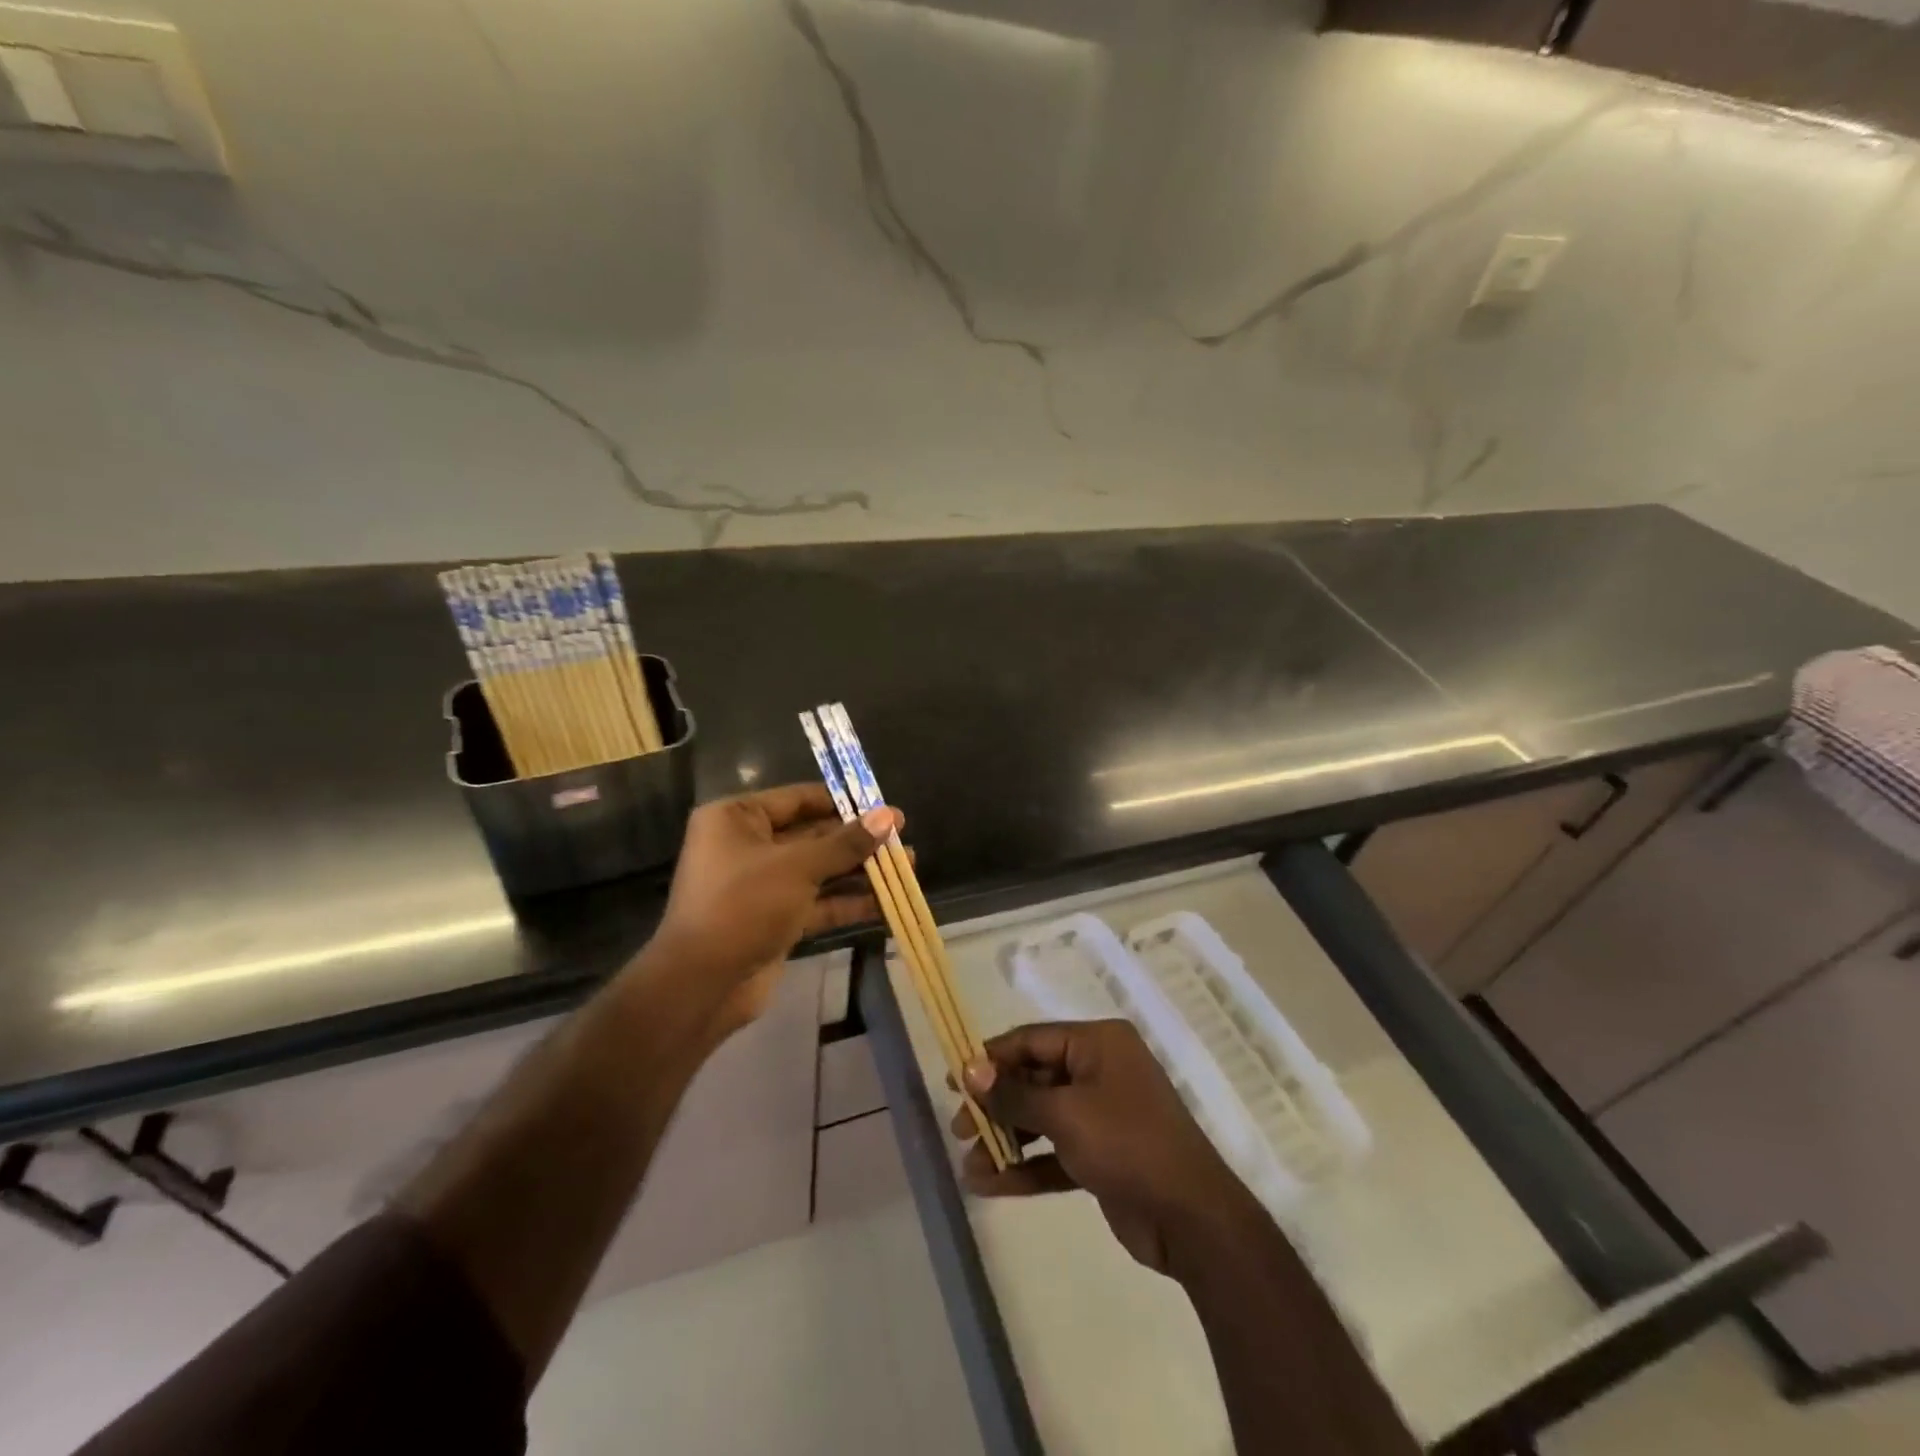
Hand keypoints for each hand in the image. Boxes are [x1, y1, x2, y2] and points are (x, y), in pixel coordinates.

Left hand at [651, 785, 898, 1018]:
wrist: (702, 984)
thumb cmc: (743, 905)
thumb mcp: (798, 867)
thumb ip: (846, 843)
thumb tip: (889, 816)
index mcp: (736, 818)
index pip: (798, 798)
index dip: (842, 802)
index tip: (883, 806)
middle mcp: (746, 846)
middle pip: (812, 835)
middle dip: (857, 840)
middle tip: (902, 838)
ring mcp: (760, 886)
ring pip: (818, 871)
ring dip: (859, 872)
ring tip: (907, 867)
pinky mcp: (774, 920)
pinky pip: (816, 903)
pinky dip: (847, 903)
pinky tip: (886, 903)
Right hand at [953, 1020, 1265, 1277]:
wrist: (1192, 1219)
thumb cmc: (1126, 1144)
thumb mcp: (1065, 1114)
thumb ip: (1014, 1094)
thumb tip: (969, 1068)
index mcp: (1098, 1043)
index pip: (1032, 1040)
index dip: (991, 1058)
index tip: (953, 1080)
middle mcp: (1099, 1070)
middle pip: (1034, 1079)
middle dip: (995, 1105)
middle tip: (958, 1128)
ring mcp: (1102, 1114)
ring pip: (1042, 1118)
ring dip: (1006, 1140)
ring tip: (968, 1164)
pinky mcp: (1102, 1155)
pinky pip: (1055, 1151)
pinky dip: (1026, 1165)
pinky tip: (989, 1185)